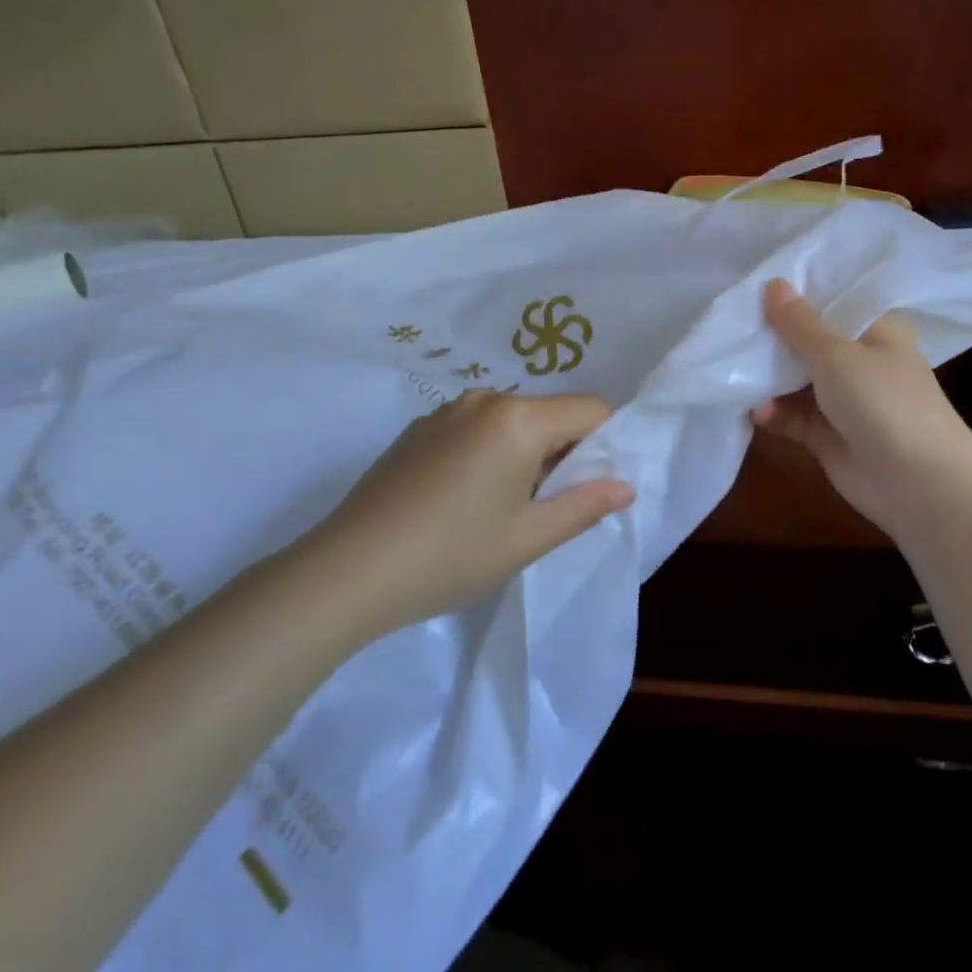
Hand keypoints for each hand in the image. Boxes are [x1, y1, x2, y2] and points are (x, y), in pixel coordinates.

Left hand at [282, 390, 632, 638]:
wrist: (347, 571)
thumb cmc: (450, 556)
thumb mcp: (528, 539)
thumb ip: (584, 506)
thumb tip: (624, 485)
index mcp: (518, 419)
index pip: (591, 410)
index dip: (604, 445)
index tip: (588, 489)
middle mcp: (484, 400)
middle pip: (549, 413)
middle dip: (561, 453)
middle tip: (543, 509)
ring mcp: (445, 412)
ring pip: (512, 422)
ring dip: (523, 455)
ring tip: (498, 510)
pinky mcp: (417, 429)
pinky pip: (475, 429)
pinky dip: (488, 453)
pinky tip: (460, 501)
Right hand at [751, 279, 971, 540]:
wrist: (918, 484)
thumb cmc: (884, 403)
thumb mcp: (837, 355)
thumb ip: (799, 324)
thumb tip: (773, 283)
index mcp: (875, 328)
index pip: (831, 299)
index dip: (794, 291)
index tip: (751, 282)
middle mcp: (859, 358)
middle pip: (807, 338)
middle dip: (771, 334)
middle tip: (727, 323)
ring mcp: (842, 397)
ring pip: (794, 378)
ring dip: (766, 376)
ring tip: (731, 370)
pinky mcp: (826, 432)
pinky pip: (791, 414)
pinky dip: (772, 412)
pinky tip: (754, 412)